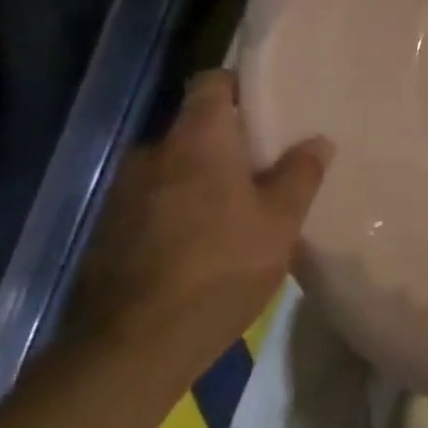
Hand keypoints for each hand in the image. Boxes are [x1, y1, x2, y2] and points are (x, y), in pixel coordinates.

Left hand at [64, 71, 329, 386]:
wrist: (133, 345)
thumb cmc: (221, 268)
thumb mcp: (280, 223)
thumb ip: (299, 175)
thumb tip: (317, 141)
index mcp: (196, 141)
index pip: (211, 83)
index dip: (240, 87)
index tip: (269, 107)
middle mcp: (152, 154)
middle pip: (195, 128)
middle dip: (229, 143)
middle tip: (267, 168)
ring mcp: (123, 193)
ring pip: (174, 168)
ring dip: (203, 179)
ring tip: (238, 210)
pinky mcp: (110, 230)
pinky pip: (154, 201)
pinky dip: (180, 208)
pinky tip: (203, 244)